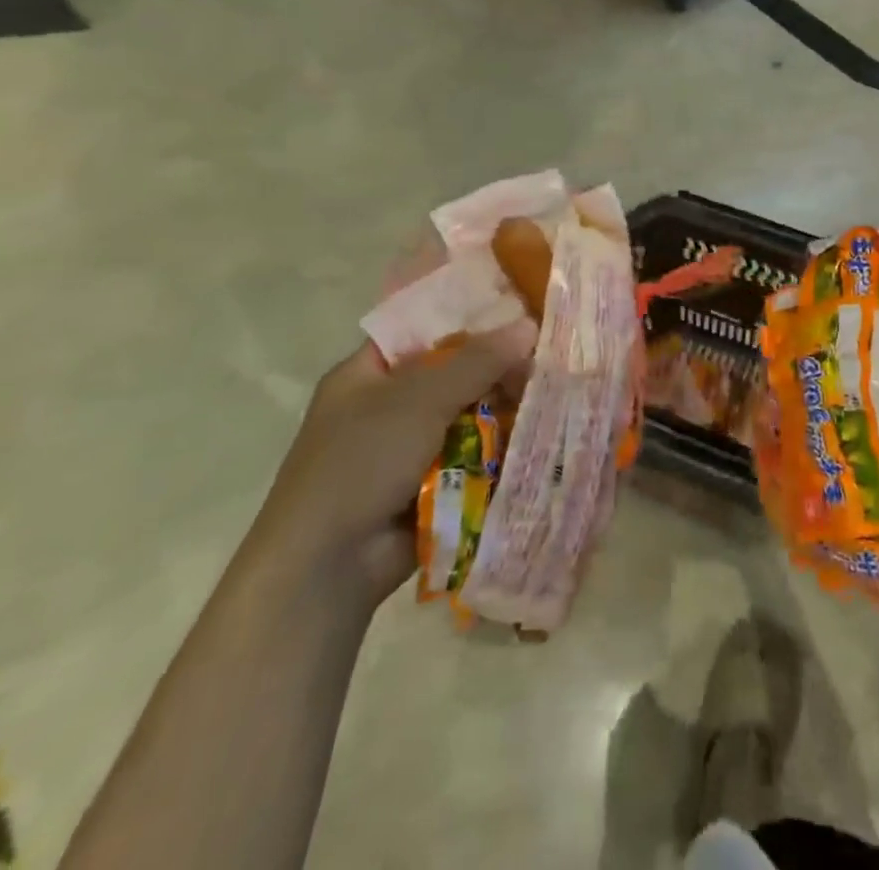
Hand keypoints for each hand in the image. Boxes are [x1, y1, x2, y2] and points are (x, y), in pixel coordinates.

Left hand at [253, 320, 536, 605]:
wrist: (326, 567)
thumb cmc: (361, 462)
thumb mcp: (418, 399)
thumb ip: (476, 362)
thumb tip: (529, 326)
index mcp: (367, 375)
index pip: (421, 331)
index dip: (467, 319)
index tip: (518, 311)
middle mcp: (386, 407)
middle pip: (452, 375)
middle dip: (496, 370)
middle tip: (545, 361)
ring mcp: (408, 450)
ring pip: (467, 418)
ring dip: (502, 412)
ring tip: (552, 397)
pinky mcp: (429, 488)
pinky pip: (472, 458)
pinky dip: (498, 451)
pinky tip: (538, 437)